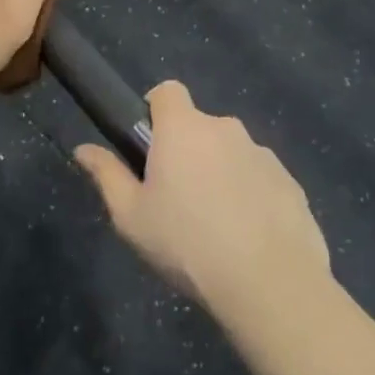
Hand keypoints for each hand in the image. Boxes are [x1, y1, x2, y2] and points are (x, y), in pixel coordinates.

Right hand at [76, 81, 331, 314]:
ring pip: (231, 154)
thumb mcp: (131, 216)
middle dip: (186, 151)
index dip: (154, 110)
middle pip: (199, 127)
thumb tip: (83, 148)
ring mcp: (264, 155)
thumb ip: (107, 175)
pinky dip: (250, 197)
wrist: (269, 283)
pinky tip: (246, 237)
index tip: (148, 145)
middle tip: (175, 198)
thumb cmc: (186, 244)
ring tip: (214, 226)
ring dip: (219, 174)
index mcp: (184, 129)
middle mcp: (226, 129)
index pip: (167, 91)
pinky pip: (259, 179)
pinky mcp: (291, 183)